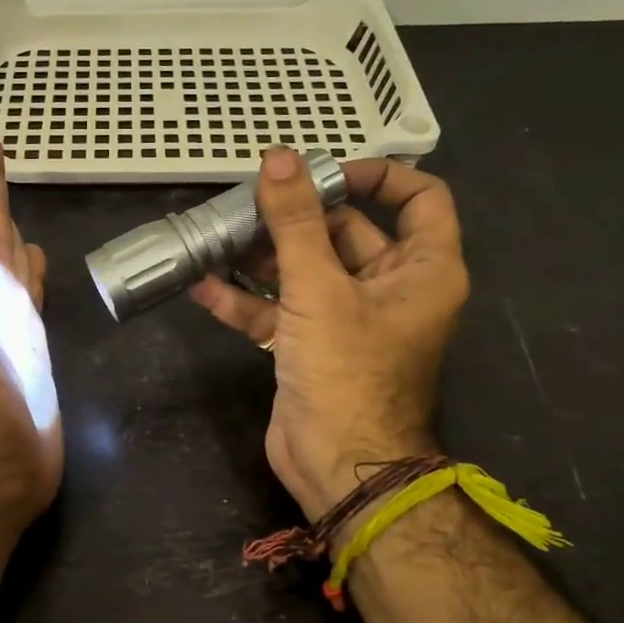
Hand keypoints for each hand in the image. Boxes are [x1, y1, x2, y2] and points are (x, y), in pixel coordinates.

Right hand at [189, 149, 468, 520]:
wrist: (338, 465)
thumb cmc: (347, 371)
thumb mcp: (319, 289)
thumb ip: (295, 222)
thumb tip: (279, 157)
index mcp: (422, 269)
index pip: (420, 198)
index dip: (376, 175)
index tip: (322, 172)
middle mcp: (390, 288)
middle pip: (346, 231)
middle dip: (295, 217)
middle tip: (245, 200)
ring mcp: (347, 318)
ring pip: (306, 270)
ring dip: (262, 256)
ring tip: (215, 236)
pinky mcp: (311, 345)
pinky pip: (279, 309)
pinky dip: (245, 299)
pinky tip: (202, 285)